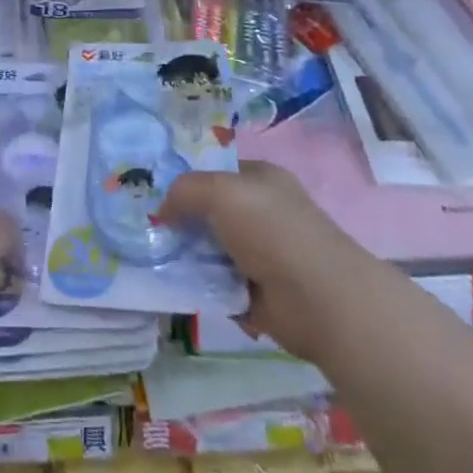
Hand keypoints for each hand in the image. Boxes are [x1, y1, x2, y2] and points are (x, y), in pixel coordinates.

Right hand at [158, 160, 334, 352]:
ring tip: (159, 261)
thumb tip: (163, 210)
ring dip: (191, 258)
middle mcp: (263, 213)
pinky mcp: (260, 294)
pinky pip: (220, 285)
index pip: (216, 172)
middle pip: (211, 212)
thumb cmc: (272, 230)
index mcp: (261, 179)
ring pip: (213, 250)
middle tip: (151, 231)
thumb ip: (185, 190)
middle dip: (184, 222)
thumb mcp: (220, 191)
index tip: (156, 196)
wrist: (320, 300)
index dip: (187, 182)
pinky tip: (181, 287)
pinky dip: (205, 288)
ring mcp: (263, 254)